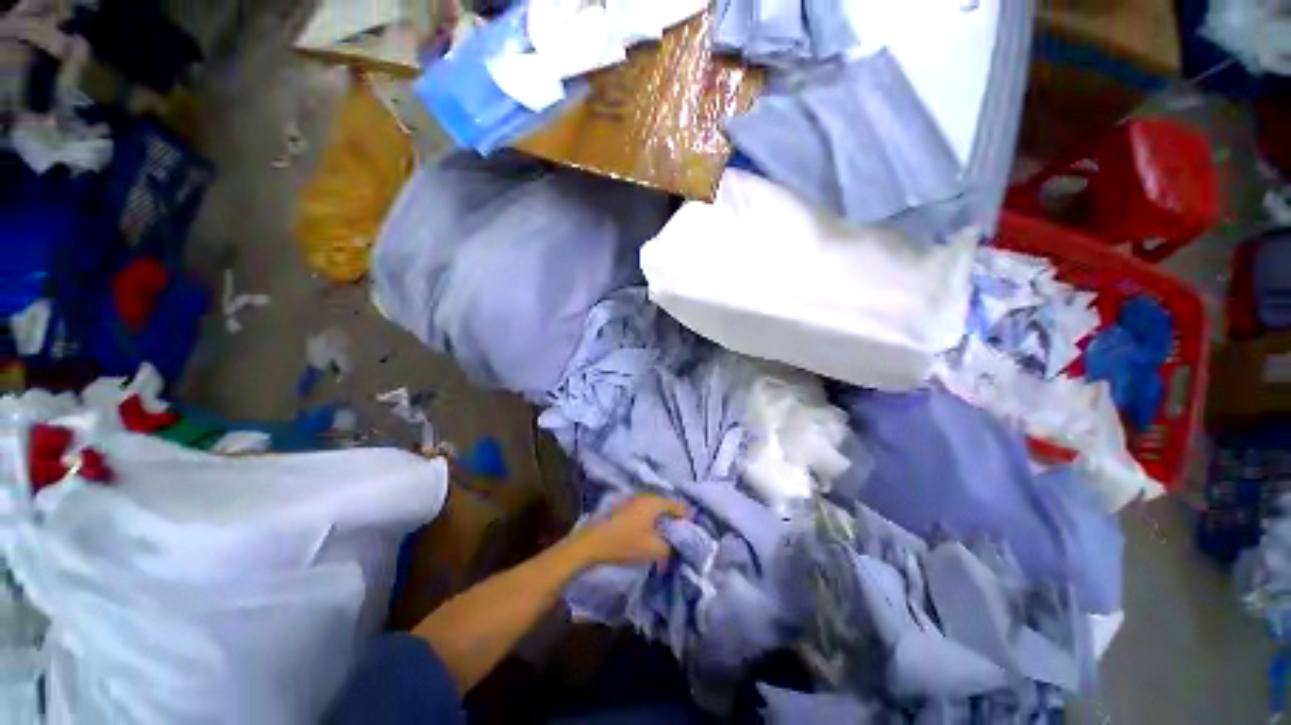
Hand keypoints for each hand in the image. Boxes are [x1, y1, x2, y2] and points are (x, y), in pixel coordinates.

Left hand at [568, 495, 688, 567]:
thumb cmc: (625, 543)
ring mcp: (633, 500)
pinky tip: (651, 533)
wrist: (592, 543)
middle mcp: (645, 496)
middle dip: (675, 518)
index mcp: (655, 501)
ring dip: (663, 519)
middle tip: (683, 533)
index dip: (688, 517)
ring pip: (655, 508)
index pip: (679, 505)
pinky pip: (645, 511)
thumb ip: (672, 547)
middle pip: (667, 504)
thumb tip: (679, 545)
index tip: (695, 529)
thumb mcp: (654, 550)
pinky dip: (652, 520)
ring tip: (668, 535)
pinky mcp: (624, 507)